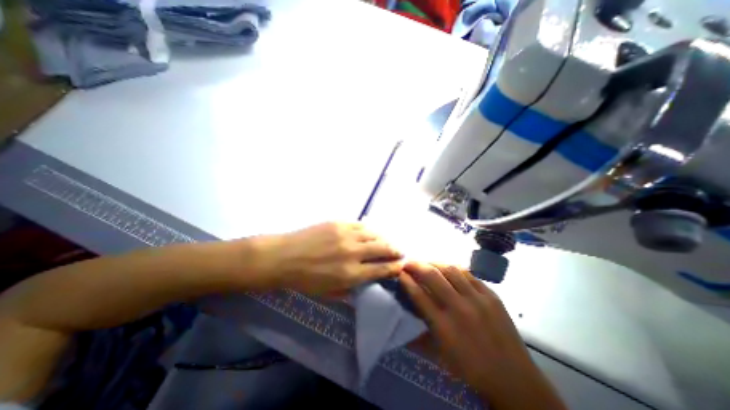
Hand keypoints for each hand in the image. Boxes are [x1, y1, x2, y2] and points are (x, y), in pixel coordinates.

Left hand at [257, 222, 405, 296]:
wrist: (283, 257)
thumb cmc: (304, 280)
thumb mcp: (329, 292)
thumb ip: (351, 288)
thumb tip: (367, 280)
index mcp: (350, 274)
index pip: (381, 269)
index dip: (395, 267)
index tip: (401, 265)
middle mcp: (352, 252)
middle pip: (383, 248)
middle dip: (395, 250)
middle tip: (399, 252)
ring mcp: (346, 234)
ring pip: (374, 234)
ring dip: (384, 238)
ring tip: (387, 242)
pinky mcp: (338, 223)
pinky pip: (361, 225)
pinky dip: (369, 230)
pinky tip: (371, 232)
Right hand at [399, 262, 562, 408]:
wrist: (514, 380)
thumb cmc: (471, 369)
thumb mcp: (441, 353)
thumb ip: (423, 327)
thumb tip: (409, 308)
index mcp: (444, 327)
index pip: (419, 295)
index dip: (406, 281)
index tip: (400, 272)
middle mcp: (459, 308)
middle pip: (432, 276)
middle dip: (416, 265)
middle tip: (409, 263)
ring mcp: (478, 299)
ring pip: (451, 269)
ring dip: (434, 263)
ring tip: (427, 263)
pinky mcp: (492, 296)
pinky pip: (469, 274)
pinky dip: (454, 269)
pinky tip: (449, 269)